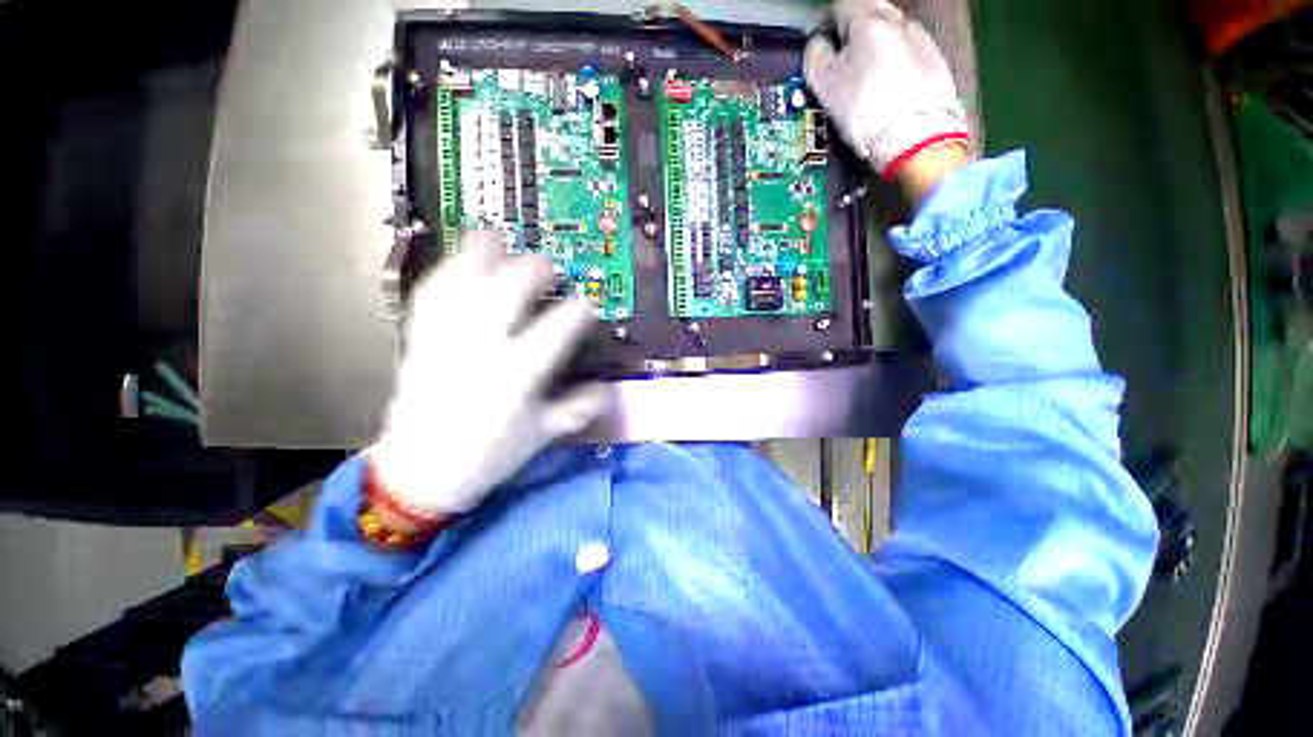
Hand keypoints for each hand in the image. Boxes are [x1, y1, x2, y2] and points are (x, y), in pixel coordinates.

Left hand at [368, 231, 608, 519]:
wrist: (418, 472)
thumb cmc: (488, 455)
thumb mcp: (541, 435)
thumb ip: (577, 409)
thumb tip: (609, 391)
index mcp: (516, 374)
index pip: (556, 329)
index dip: (578, 311)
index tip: (588, 305)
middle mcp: (480, 347)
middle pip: (508, 290)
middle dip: (533, 270)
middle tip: (549, 268)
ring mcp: (446, 339)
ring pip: (464, 282)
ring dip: (482, 255)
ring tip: (497, 237)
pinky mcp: (420, 340)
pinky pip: (430, 294)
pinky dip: (446, 271)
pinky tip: (457, 261)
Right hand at [804, 0, 971, 182]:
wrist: (917, 137)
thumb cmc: (866, 111)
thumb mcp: (825, 86)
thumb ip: (815, 57)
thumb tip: (817, 47)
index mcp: (867, 18)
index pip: (838, 7)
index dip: (824, 27)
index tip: (819, 49)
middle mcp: (897, 19)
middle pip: (867, 15)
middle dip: (851, 35)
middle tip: (840, 65)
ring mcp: (920, 38)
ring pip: (889, 33)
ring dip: (874, 49)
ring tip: (864, 82)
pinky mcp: (936, 61)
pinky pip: (907, 53)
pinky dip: (894, 65)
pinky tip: (887, 91)